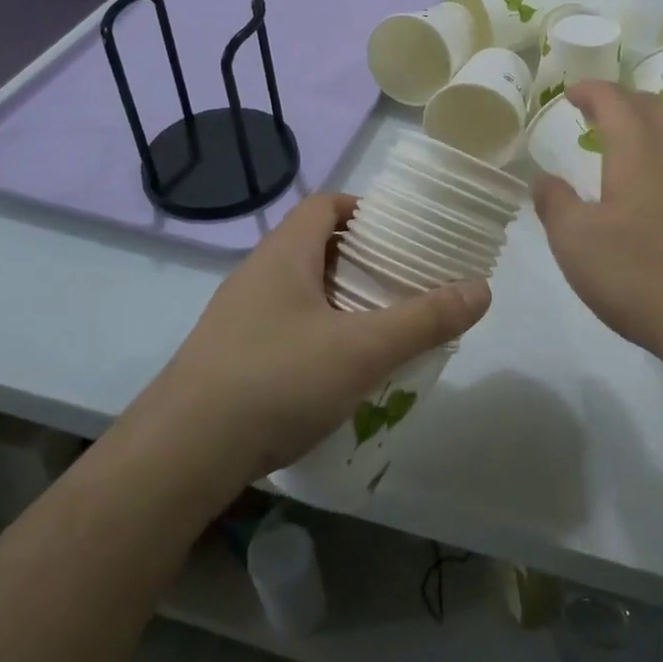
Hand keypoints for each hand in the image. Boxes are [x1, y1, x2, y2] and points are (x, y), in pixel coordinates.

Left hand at [140, 193, 489, 485]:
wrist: (180, 456)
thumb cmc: (276, 380)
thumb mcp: (363, 349)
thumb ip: (425, 319)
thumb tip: (482, 288)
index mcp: (284, 255)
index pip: (325, 205)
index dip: (364, 209)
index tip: (402, 233)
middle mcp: (256, 276)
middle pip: (315, 248)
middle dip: (362, 261)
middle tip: (404, 284)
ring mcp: (236, 319)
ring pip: (299, 292)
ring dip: (340, 301)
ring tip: (380, 329)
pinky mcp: (227, 359)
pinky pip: (283, 329)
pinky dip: (317, 336)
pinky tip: (337, 373)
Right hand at [533, 81, 662, 366]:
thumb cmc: (638, 274)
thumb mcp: (575, 242)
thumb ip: (554, 203)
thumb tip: (543, 177)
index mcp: (638, 151)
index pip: (615, 100)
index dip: (591, 91)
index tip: (570, 95)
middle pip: (652, 107)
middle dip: (620, 100)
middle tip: (595, 112)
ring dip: (649, 122)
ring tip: (627, 139)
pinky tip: (659, 180)